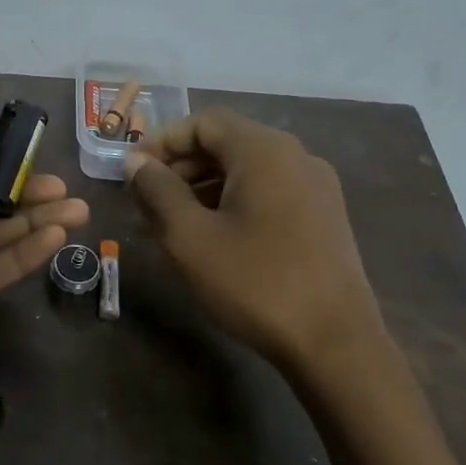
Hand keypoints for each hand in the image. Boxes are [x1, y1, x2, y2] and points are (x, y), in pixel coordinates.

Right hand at [123, 108, 382, 372]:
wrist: (334, 342)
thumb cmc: (254, 282)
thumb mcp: (189, 237)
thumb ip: (157, 191)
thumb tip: (135, 161)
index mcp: (264, 150)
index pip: (203, 122)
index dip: (161, 141)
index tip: (131, 172)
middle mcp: (296, 157)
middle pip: (226, 144)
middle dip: (179, 167)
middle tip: (144, 202)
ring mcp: (316, 188)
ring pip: (246, 172)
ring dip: (202, 188)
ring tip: (169, 225)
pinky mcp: (324, 218)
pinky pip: (267, 194)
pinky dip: (232, 204)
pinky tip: (211, 239)